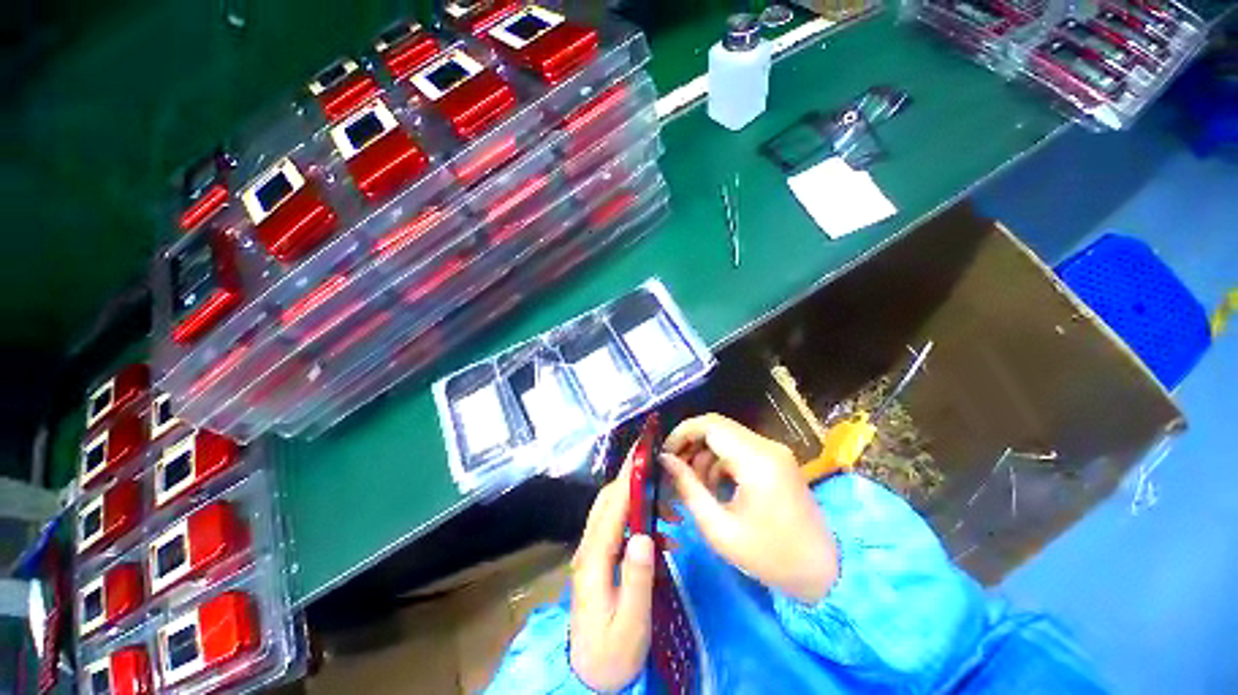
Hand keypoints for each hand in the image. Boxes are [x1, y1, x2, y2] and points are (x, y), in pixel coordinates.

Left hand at [569, 460, 654, 691]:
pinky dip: (639, 523)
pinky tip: (663, 538)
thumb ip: (637, 580)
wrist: (588, 679)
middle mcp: (588, 549)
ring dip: (639, 502)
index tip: (643, 454)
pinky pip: (618, 528)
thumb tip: (644, 536)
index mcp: (593, 560)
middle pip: (608, 501)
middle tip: (661, 474)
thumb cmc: (611, 656)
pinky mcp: (599, 559)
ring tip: (671, 513)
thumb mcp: (630, 625)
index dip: (628, 479)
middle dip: (634, 482)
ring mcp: (592, 553)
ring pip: (613, 511)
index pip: (611, 508)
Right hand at [662, 414, 837, 602]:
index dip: (682, 432)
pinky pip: (739, 449)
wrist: (824, 573)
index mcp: (756, 460)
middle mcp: (767, 446)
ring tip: (693, 484)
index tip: (664, 452)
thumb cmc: (770, 557)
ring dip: (704, 454)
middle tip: (673, 467)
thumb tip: (665, 460)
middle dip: (690, 443)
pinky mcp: (776, 460)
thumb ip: (688, 488)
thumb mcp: (719, 528)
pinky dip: (720, 461)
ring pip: (726, 436)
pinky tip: (714, 486)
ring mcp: (774, 451)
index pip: (710, 424)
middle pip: (717, 426)